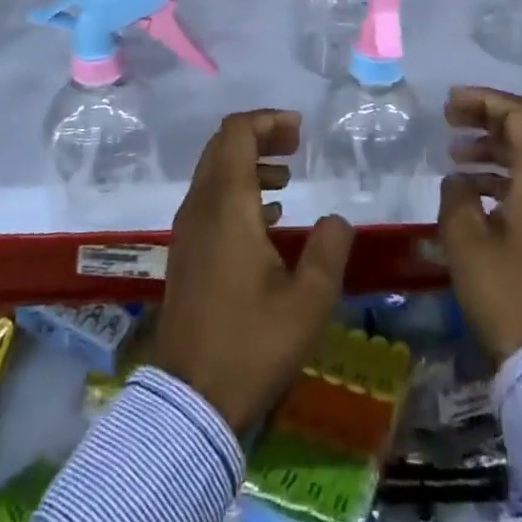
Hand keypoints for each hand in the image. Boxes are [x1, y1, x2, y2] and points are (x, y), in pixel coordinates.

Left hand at [155, 110, 355, 432]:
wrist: (192, 401)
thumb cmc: (253, 345)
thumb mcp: (309, 301)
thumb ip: (329, 249)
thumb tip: (336, 219)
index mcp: (226, 204)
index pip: (236, 132)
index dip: (267, 120)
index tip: (299, 131)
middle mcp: (200, 206)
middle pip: (223, 146)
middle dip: (260, 136)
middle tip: (296, 147)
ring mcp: (187, 229)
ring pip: (214, 172)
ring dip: (249, 163)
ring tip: (287, 180)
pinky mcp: (185, 252)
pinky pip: (209, 198)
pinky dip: (237, 190)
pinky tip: (268, 218)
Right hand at [438, 86, 521, 363]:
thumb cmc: (505, 291)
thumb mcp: (465, 238)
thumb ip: (457, 194)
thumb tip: (460, 180)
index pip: (520, 115)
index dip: (484, 100)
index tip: (450, 103)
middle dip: (486, 118)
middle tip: (449, 119)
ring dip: (492, 147)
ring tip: (454, 153)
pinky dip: (501, 176)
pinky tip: (470, 190)